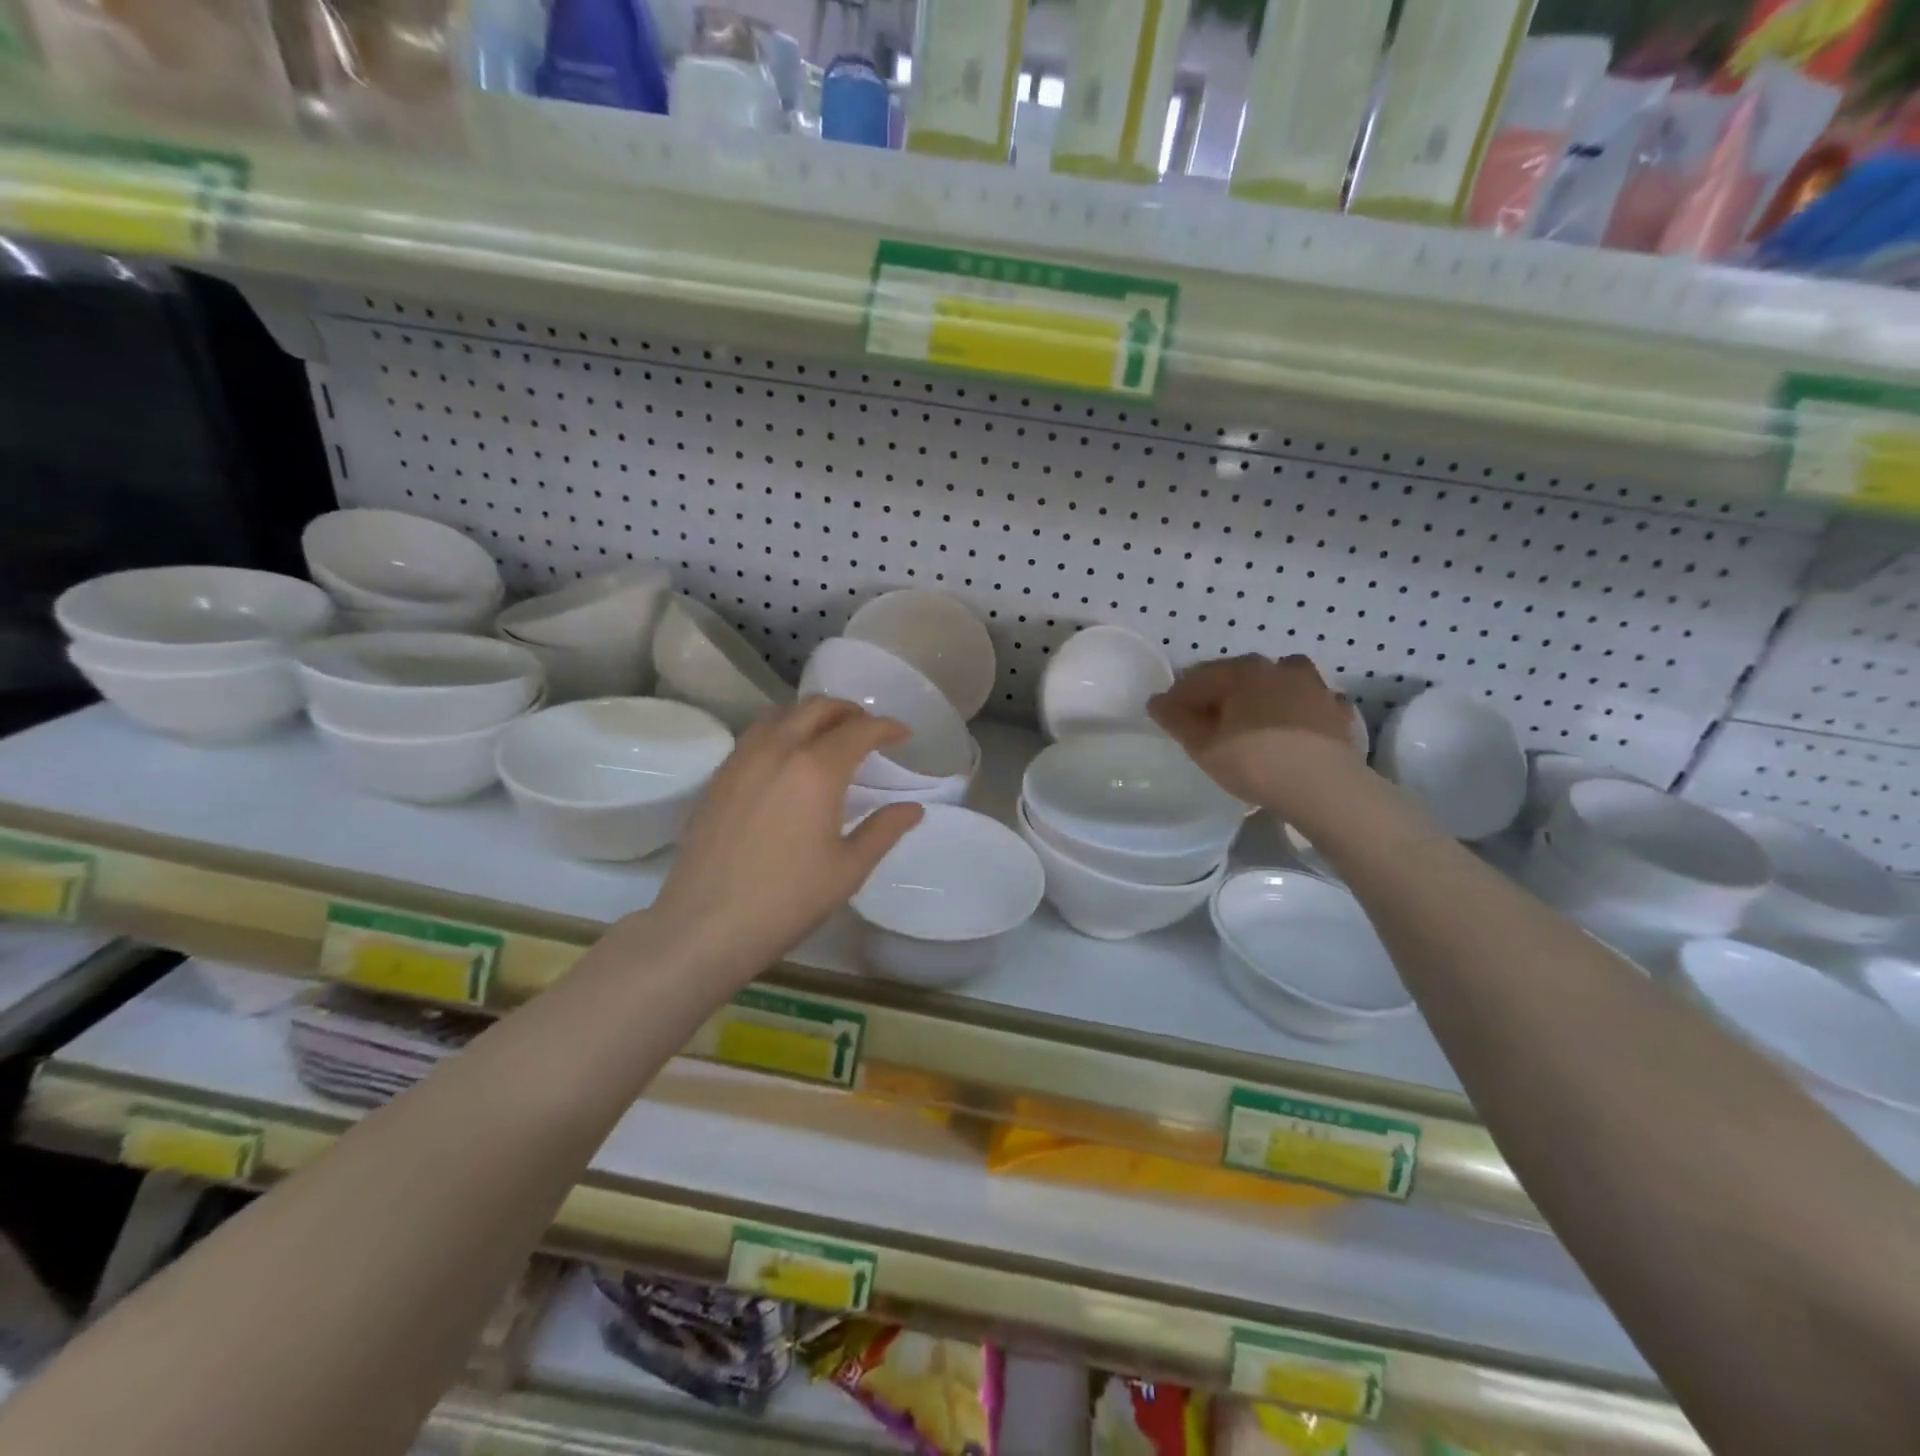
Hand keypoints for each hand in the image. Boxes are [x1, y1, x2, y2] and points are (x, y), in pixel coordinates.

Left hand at [643, 698, 922, 984]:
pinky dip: (782, 730)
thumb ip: (884, 830)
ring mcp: (742, 759)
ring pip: (781, 713)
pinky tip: (788, 759)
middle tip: (868, 730)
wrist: (706, 924)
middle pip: (817, 708)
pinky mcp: (719, 776)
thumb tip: (913, 809)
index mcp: (816, 769)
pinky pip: (756, 734)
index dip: (886, 727)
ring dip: (812, 715)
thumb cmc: (787, 900)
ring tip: (829, 736)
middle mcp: (778, 750)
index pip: (859, 730)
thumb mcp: (848, 869)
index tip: (903, 734)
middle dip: (849, 711)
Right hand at [1148, 654, 1364, 810]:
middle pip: (1238, 675)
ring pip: (1279, 682)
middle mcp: (1278, 668)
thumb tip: (1156, 701)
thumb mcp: (1202, 746)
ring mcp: (1313, 686)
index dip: (1179, 697)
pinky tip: (1295, 729)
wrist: (1324, 786)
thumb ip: (1176, 720)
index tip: (1169, 717)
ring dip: (1263, 695)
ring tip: (1254, 721)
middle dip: (1220, 694)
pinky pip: (1310, 704)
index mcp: (1241, 671)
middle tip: (1207, 723)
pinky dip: (1299, 711)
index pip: (1198, 677)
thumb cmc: (1253, 762)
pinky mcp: (1337, 710)